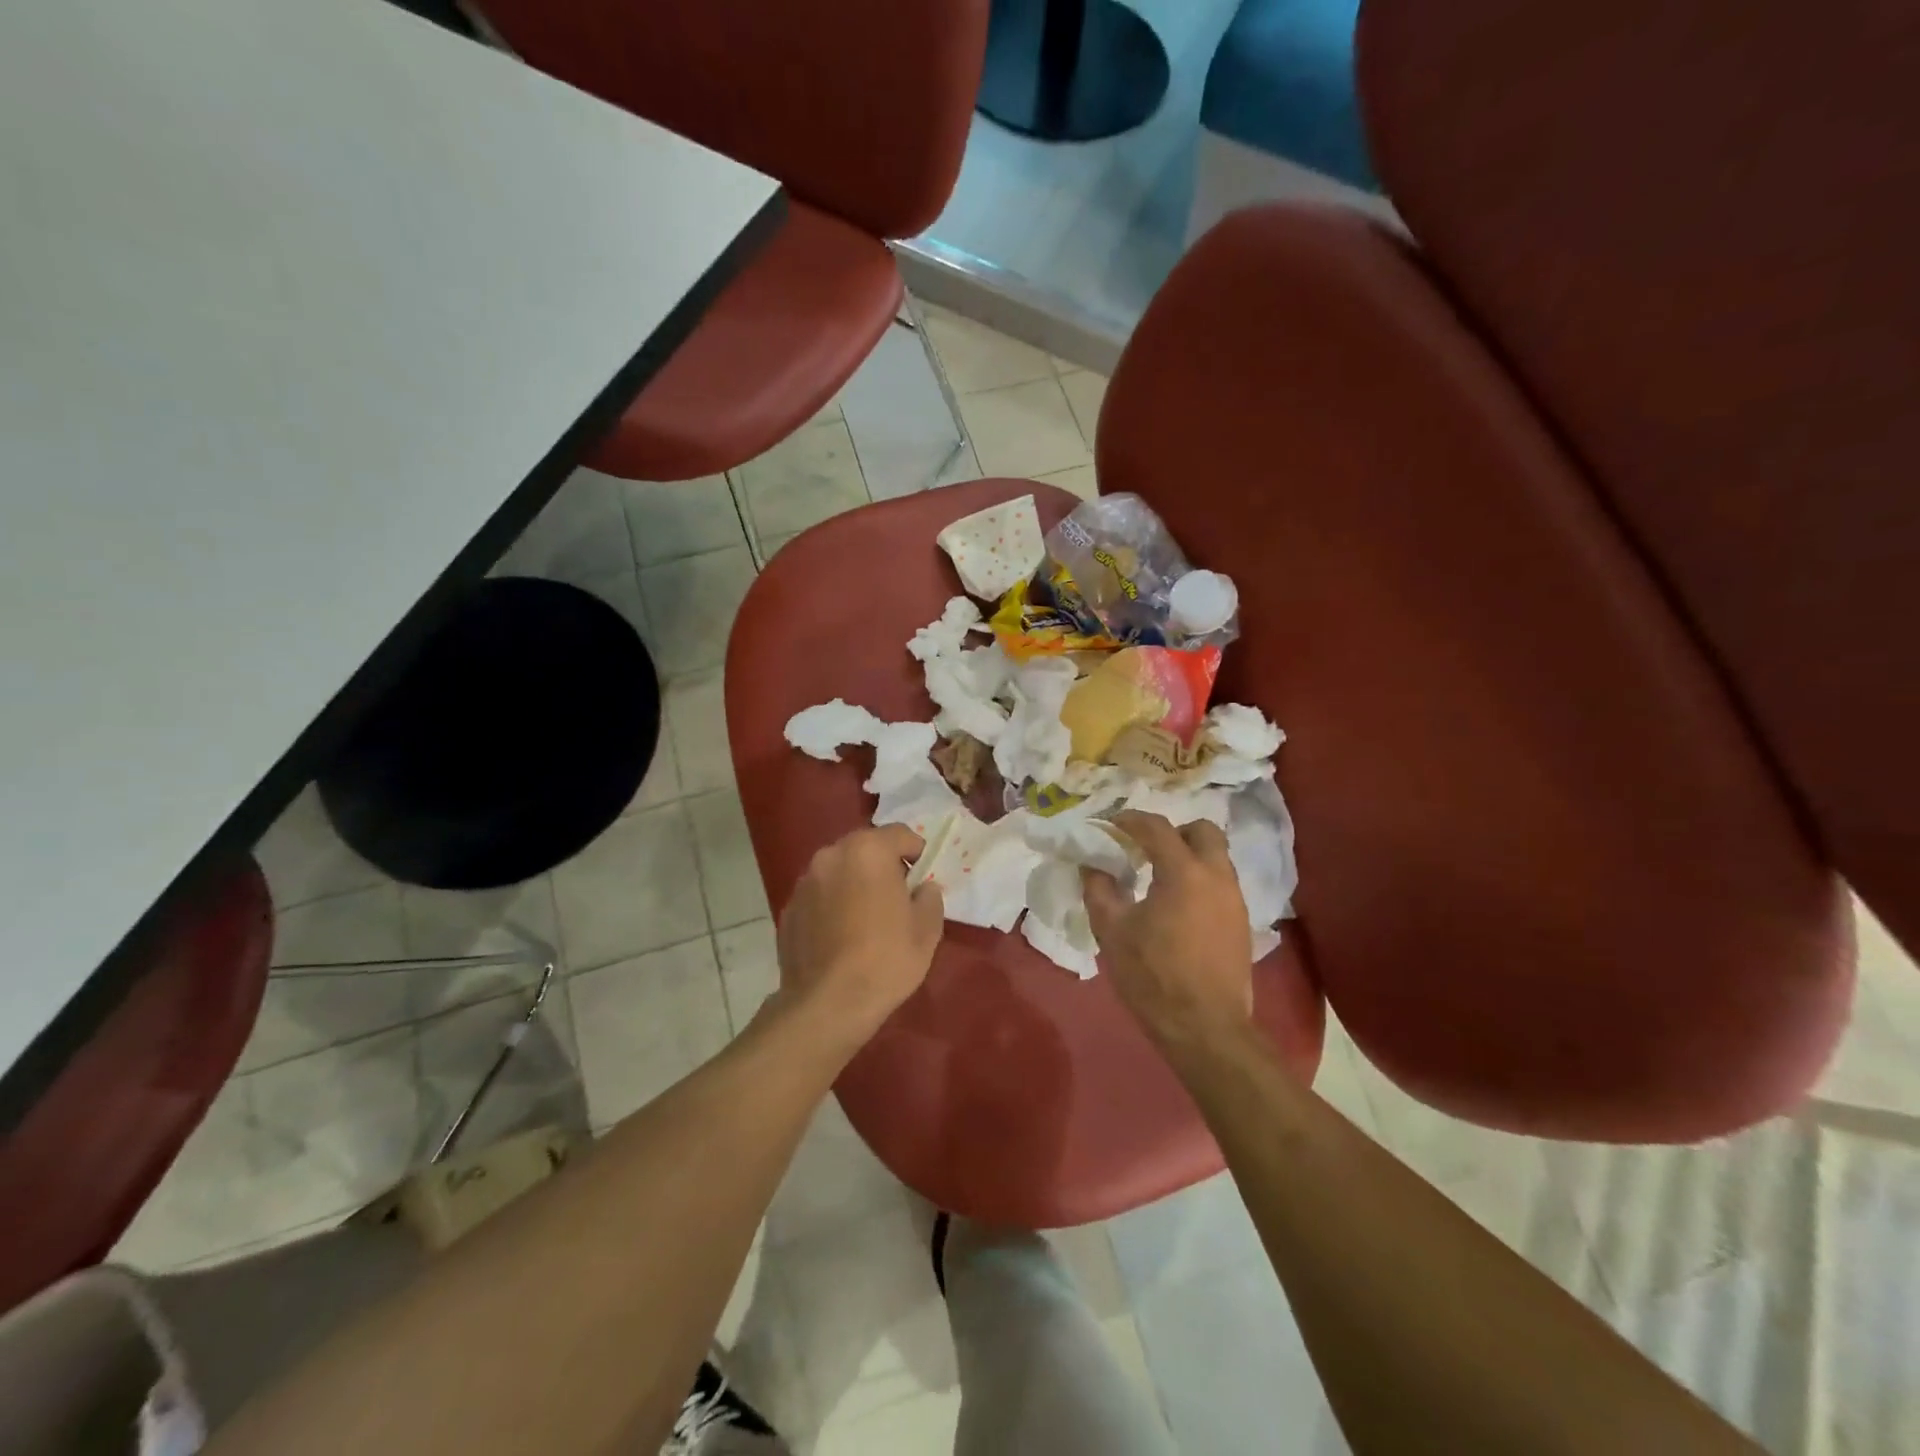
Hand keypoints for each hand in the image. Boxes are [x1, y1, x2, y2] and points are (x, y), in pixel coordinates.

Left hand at [775, 824, 944, 1047]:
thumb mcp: (927, 929)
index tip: (923, 878)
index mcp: (868, 851)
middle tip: (897, 898)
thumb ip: (929, 897)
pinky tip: (841, 937)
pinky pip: (819, 896)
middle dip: (883, 865)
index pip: (900, 834)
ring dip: (854, 883)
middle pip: (865, 848)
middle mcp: (831, 855)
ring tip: (866, 919)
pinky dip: (832, 905)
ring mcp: (805, 882)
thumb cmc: (886, 960)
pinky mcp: (788, 909)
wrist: (827, 1004)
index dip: (917, 852)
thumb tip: (923, 888)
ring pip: (839, 871)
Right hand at [1082, 811, 1253, 1053]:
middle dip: (1173, 831)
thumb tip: (1092, 866)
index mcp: (1184, 872)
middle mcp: (1216, 877)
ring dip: (1189, 856)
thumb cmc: (1153, 976)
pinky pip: (1221, 883)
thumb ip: (1099, 890)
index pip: (1157, 828)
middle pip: (1203, 831)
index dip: (1131, 821)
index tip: (1111, 825)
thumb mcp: (1112, 931)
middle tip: (1146, 848)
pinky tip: (1177, 905)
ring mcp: (1234, 900)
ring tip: (1158, 877)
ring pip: (1216, 857)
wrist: (1205, 1028)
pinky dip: (1199, 880)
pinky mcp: (1241, 923)